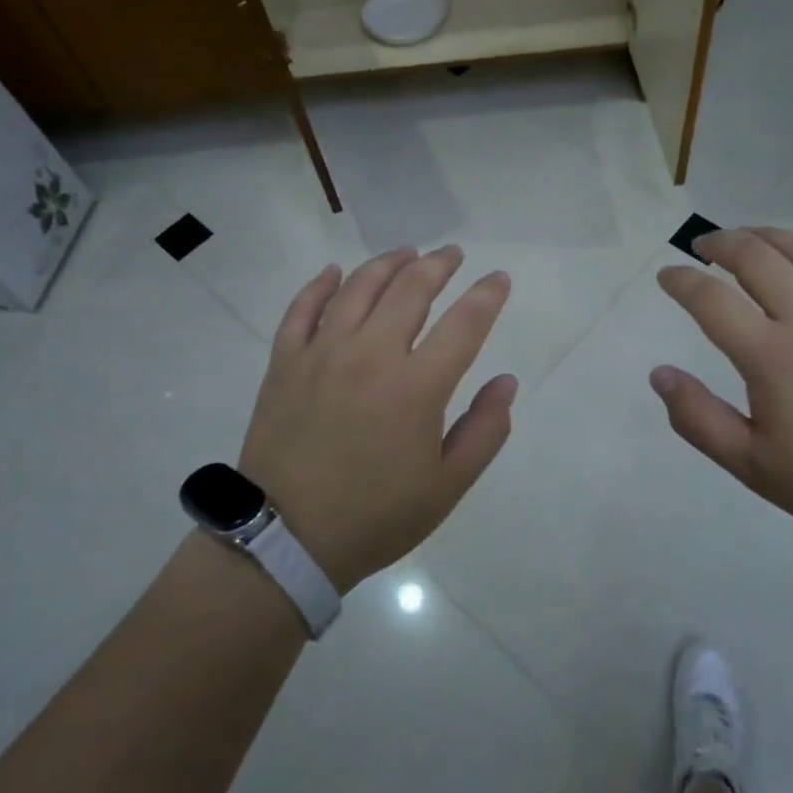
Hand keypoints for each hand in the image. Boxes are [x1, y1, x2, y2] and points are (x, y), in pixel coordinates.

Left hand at [238, 246, 515, 592]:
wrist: (286, 540)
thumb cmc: (375, 516)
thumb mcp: (447, 486)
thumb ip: (485, 430)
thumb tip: (506, 381)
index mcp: (417, 386)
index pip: (464, 323)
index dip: (487, 295)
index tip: (499, 278)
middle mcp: (371, 355)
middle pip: (411, 289)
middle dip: (438, 264)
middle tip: (452, 254)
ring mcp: (323, 353)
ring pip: (359, 287)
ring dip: (388, 263)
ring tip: (407, 253)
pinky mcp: (285, 362)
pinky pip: (302, 308)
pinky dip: (320, 284)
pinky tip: (334, 271)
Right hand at [651, 227, 792, 553]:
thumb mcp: (754, 467)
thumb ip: (699, 419)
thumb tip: (659, 374)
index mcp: (772, 357)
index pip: (711, 300)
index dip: (681, 281)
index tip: (667, 276)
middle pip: (756, 256)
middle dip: (720, 243)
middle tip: (702, 247)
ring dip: (765, 235)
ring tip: (746, 239)